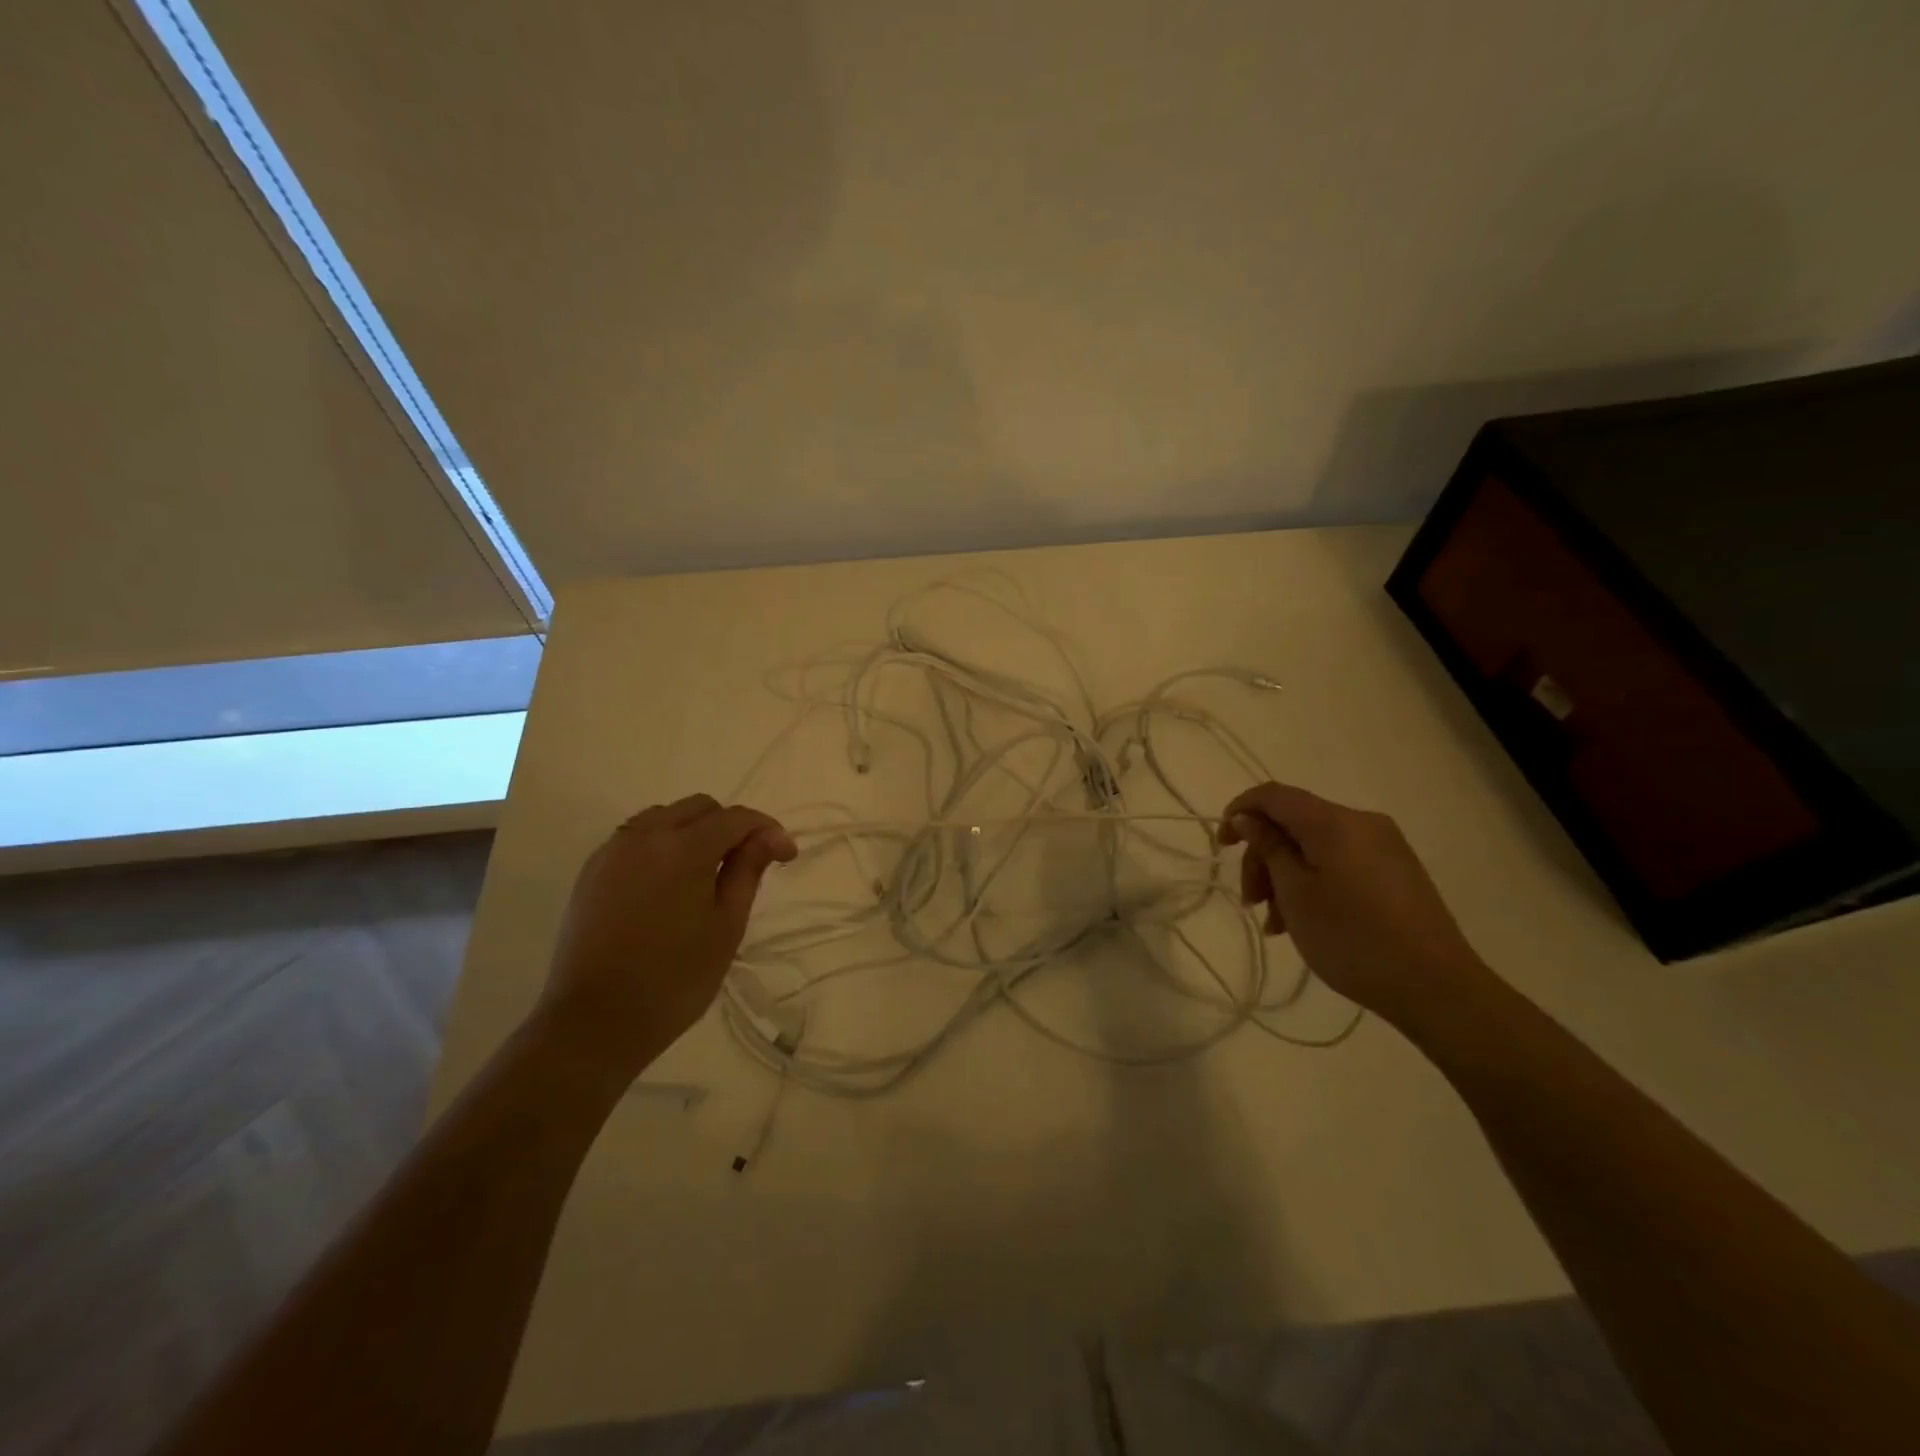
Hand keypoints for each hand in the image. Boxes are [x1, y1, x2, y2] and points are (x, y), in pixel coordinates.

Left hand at [536, 794, 796, 1087]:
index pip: (736, 818)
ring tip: (706, 873)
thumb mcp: (726, 926)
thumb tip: (770, 837)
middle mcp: (644, 836)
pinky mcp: (591, 871)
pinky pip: (635, 837)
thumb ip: (747, 871)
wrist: (594, 1023)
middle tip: (746, 865)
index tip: (786, 856)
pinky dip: (661, 845)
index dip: (767, 830)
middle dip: (730, 826)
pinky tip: (669, 883)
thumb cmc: (674, 979)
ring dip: (693, 831)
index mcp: (683, 849)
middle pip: (700, 808)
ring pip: (664, 817)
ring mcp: (612, 851)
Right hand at [1218, 782, 1493, 1033]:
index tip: (1221, 846)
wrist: (1436, 987)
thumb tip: (1248, 818)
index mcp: (1334, 822)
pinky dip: (1313, 882)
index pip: (1273, 795)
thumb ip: (1268, 848)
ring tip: (1275, 923)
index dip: (1240, 811)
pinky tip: (1303, 920)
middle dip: (1263, 856)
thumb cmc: (1353, 938)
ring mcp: (1383, 847)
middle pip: (1293, 823)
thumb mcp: (1296, 894)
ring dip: (1285, 876)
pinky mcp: (1395, 871)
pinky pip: (1339, 862)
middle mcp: (1361, 823)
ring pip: (1314, 846)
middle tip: (1250, 901)